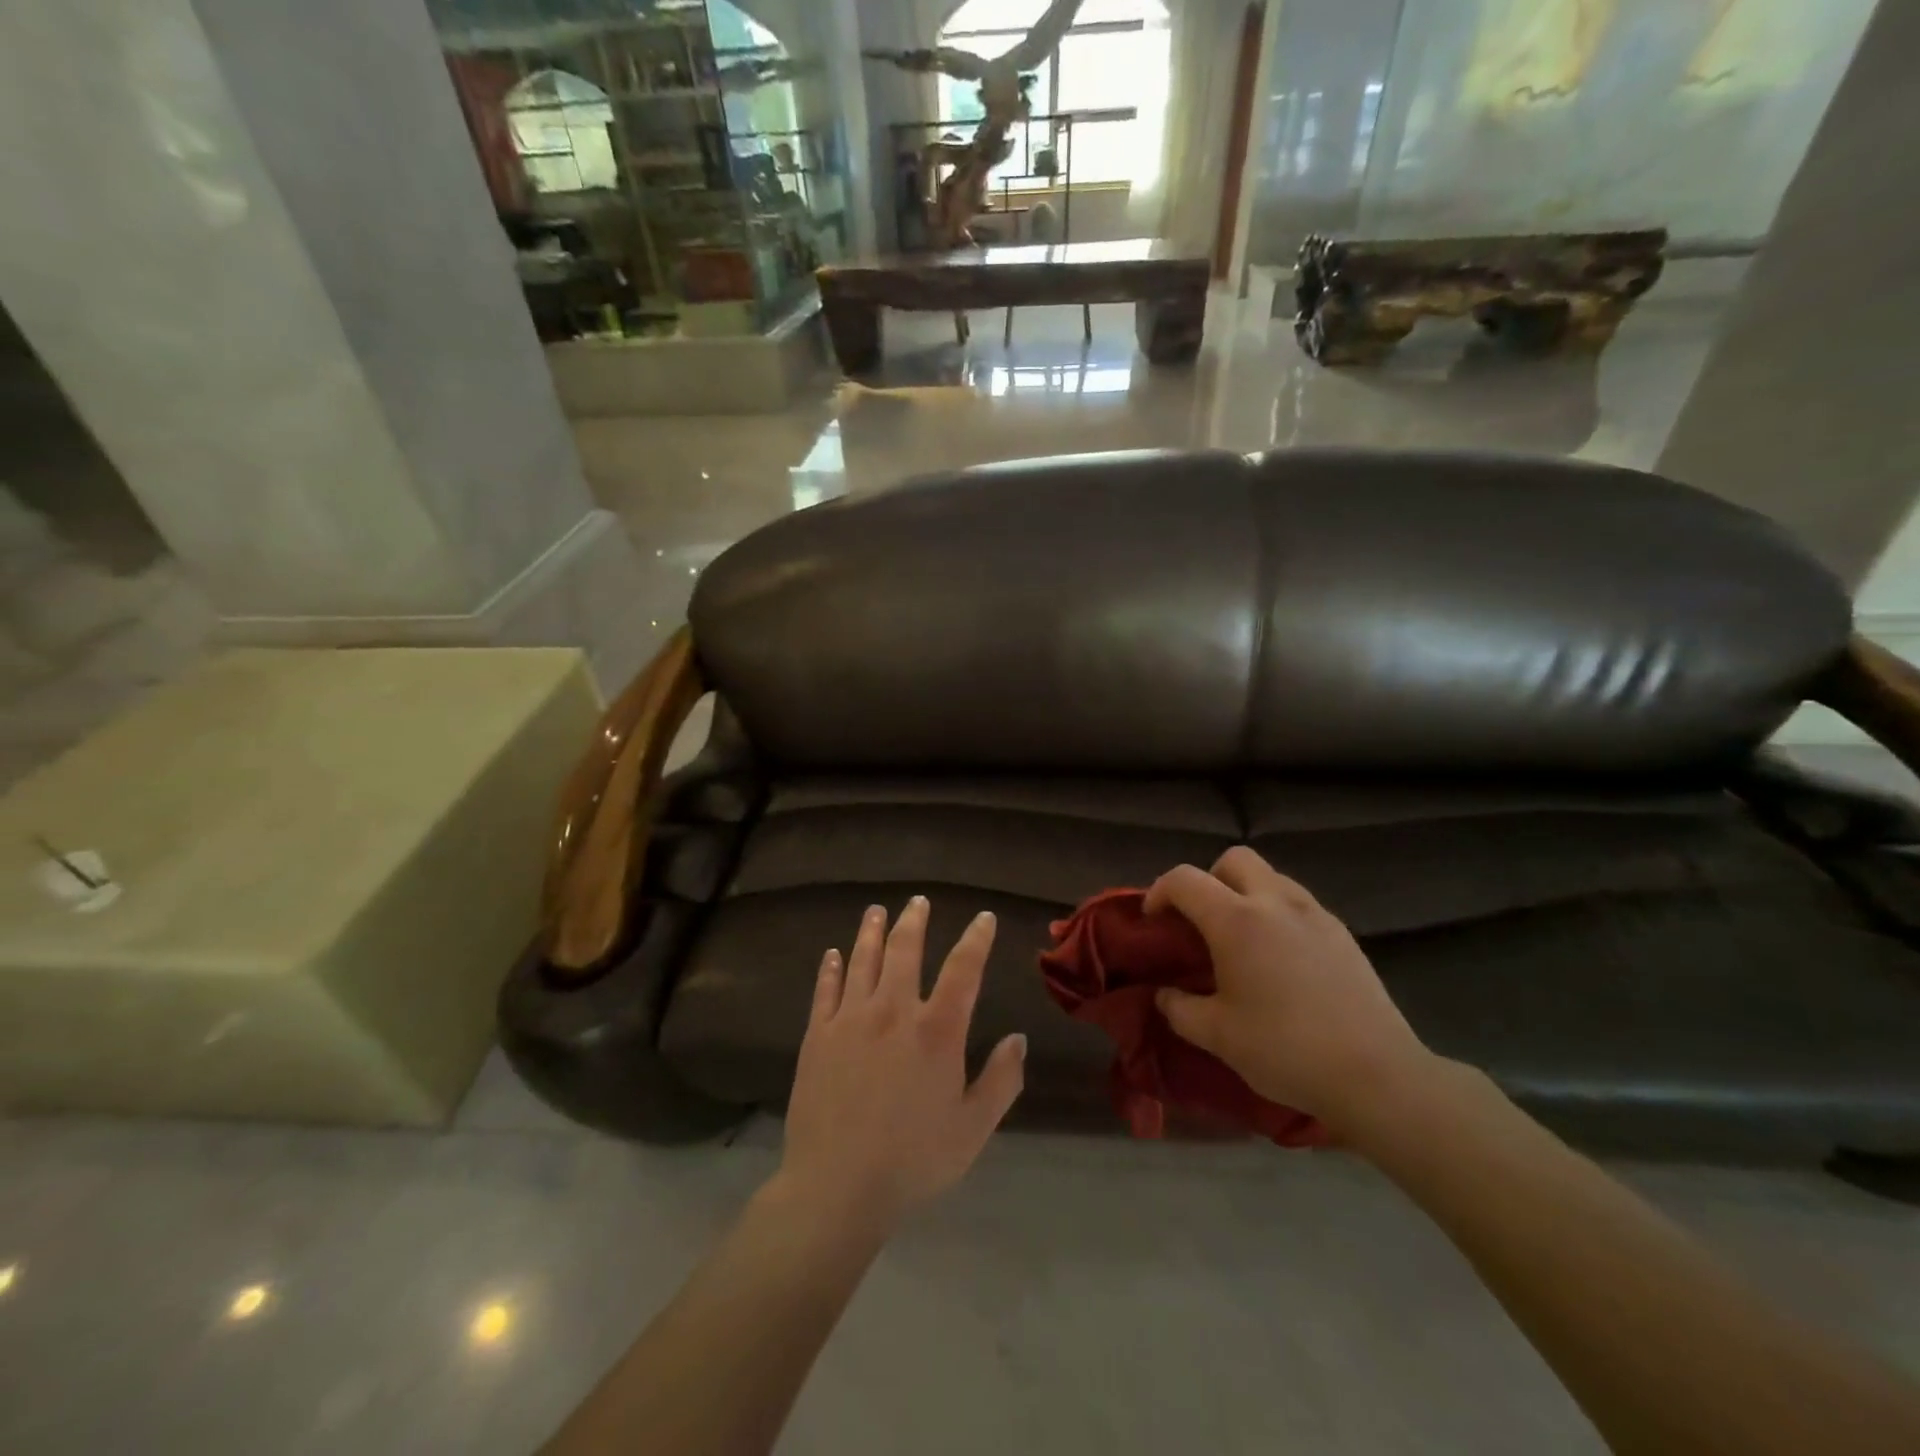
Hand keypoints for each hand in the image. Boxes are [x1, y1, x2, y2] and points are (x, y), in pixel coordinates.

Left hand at [777, 897, 1025, 1235]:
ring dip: (871, 931)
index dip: (976, 939)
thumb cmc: (913, 1160)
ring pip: (863, 960)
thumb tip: (1017, 1039)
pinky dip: (831, 967)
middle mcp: (894, 1011)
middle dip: (914, 920)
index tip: (983, 918)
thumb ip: (1001, 1081)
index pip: (964, 969)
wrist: (836, 1187)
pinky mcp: (818, 1035)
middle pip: (905, 950)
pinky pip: (825, 989)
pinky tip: (832, 953)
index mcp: (937, 1031)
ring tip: (876, 910)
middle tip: (918, 901)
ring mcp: (851, 1019)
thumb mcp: (973, 1129)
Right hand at [1145, 847, 1436, 1134]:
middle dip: (1209, 880)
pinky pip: (1298, 903)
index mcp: (1236, 920)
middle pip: (1234, 859)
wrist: (1378, 1076)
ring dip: (1246, 893)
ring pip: (1271, 877)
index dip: (1159, 892)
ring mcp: (1315, 914)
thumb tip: (1164, 994)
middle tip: (1202, 922)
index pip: (1184, 880)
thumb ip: (1179, 1008)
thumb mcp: (1217, 1036)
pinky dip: (1278, 913)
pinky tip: (1281, 959)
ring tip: (1242, 940)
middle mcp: (1275, 902)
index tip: (1154, 922)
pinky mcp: (1343, 933)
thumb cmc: (1286, 1050)